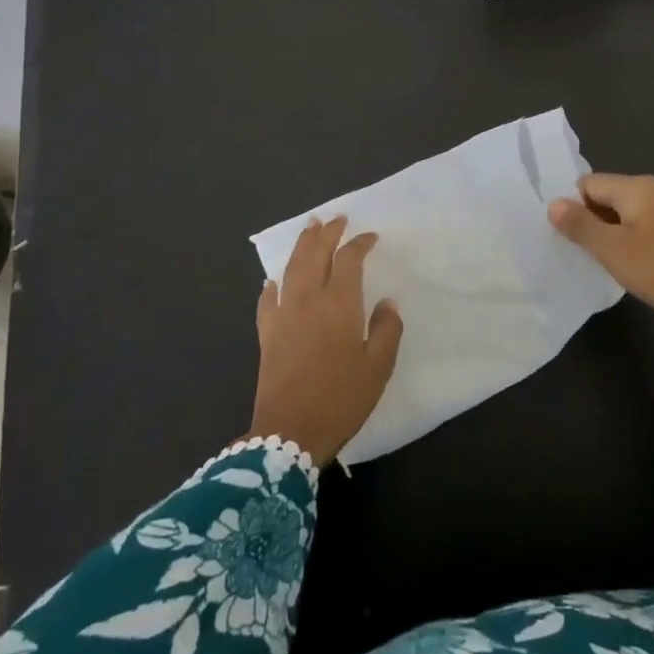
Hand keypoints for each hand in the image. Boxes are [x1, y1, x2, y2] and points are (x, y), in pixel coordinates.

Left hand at [246, 216, 402, 465]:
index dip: (359, 244)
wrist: (290, 434)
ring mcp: (283, 316)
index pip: (349, 260)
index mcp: (339, 304)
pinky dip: (273, 285)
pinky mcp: (267, 335)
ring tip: (309, 229)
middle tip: (336, 219)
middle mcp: (308, 301)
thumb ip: (386, 330)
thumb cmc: (342, 399)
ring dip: (301, 246)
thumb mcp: (378, 367)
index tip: (370, 237)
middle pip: (315, 255)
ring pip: (291, 269)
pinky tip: (274, 281)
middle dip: (326, 234)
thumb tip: (387, 303)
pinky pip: (268, 300)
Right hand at [549, 173, 653, 372]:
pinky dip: (637, 237)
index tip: (574, 238)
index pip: (591, 183)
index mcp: (641, 186)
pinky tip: (638, 263)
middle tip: (590, 252)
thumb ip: (579, 224)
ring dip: (616, 230)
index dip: (576, 207)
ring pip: (632, 210)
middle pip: (612, 194)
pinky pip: (651, 223)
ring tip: (612, 260)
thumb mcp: (610, 249)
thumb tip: (554, 204)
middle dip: (596, 218)